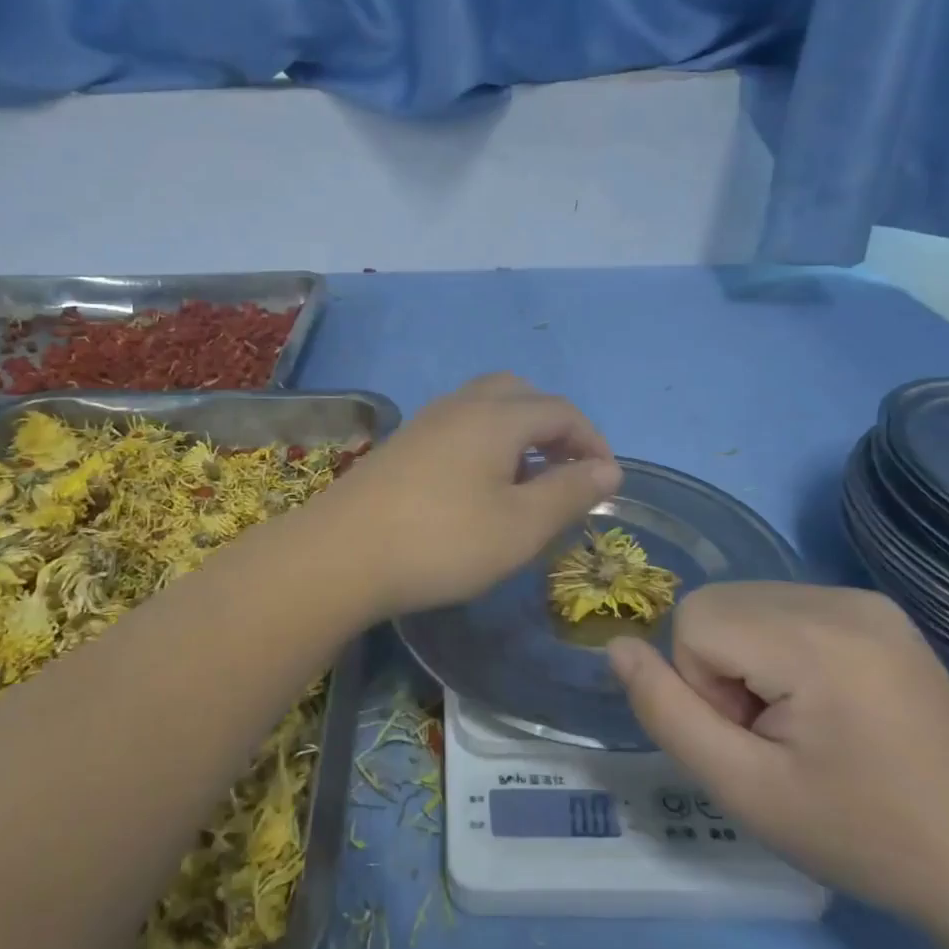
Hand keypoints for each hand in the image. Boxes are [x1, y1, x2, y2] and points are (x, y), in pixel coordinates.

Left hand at [311, 373, 620, 619]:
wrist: (340, 554)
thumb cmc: (442, 541)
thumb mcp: (520, 526)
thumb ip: (569, 492)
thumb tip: (608, 469)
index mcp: (497, 416)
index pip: (560, 411)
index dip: (592, 441)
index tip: (606, 482)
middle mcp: (460, 405)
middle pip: (520, 394)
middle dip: (552, 426)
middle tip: (564, 470)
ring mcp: (424, 422)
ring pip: (484, 407)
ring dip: (516, 432)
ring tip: (525, 480)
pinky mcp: (401, 445)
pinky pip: (457, 426)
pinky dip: (484, 442)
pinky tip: (477, 486)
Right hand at [608, 582, 948, 919]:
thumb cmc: (859, 834)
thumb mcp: (743, 790)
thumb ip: (665, 712)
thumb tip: (617, 646)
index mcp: (815, 639)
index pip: (694, 621)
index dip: (703, 685)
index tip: (755, 739)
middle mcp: (841, 598)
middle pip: (717, 605)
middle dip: (722, 669)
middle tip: (776, 735)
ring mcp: (864, 598)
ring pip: (744, 602)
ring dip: (747, 658)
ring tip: (802, 721)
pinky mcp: (876, 608)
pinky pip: (782, 606)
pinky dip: (778, 647)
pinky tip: (824, 699)